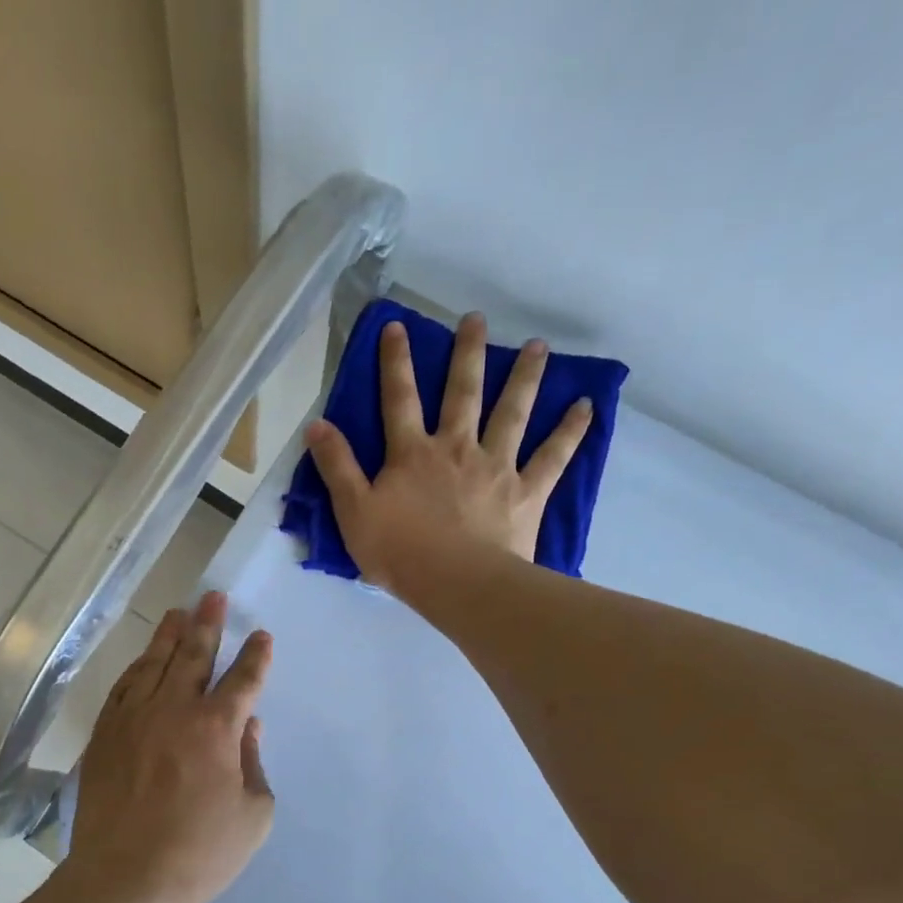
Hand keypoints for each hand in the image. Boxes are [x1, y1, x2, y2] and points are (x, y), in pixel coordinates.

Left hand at [65, 591, 273, 902]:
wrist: (126, 879)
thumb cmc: (200, 854)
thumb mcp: (252, 814)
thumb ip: (253, 763)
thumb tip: (247, 726)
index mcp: (216, 728)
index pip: (242, 680)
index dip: (255, 657)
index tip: (261, 636)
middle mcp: (173, 710)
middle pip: (194, 655)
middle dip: (208, 624)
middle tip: (214, 598)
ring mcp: (133, 718)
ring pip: (155, 664)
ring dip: (170, 636)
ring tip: (180, 613)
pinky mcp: (105, 734)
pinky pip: (123, 688)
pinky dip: (137, 669)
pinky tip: (143, 660)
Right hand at [303, 313, 593, 597]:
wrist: (456, 583)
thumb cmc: (399, 551)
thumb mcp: (353, 511)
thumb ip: (336, 466)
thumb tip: (316, 424)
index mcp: (412, 453)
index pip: (399, 399)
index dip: (395, 362)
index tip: (397, 326)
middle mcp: (456, 448)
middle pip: (462, 393)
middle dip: (467, 354)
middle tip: (476, 319)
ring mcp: (496, 466)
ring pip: (512, 413)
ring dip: (524, 377)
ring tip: (537, 346)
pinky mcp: (527, 491)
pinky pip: (553, 456)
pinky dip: (570, 431)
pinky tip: (586, 406)